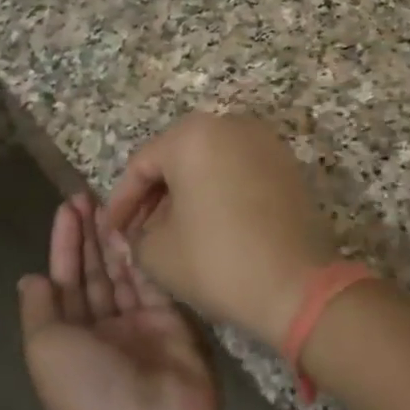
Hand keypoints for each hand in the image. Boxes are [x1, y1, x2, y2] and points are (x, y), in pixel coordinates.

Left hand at [19, 194, 220, 409]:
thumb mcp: (46, 349)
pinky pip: (154, 281)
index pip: (65, 280)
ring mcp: (139, 324)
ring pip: (124, 271)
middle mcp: (103, 329)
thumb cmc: (88, 391)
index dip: (65, 243)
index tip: (69, 206)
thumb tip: (30, 278)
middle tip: (91, 193)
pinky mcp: (173, 321)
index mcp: (70, 338)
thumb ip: (40, 309)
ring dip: (116, 237)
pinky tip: (140, 224)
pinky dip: (145, 253)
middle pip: (94, 272)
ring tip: (114, 200)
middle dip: (90, 234)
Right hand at [101, 113, 336, 345]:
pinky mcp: (286, 163)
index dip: (121, 201)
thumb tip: (139, 230)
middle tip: (139, 231)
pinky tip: (210, 224)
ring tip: (172, 230)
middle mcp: (229, 124)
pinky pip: (239, 170)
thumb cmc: (218, 260)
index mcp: (192, 135)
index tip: (112, 232)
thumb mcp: (157, 253)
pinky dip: (219, 191)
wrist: (297, 284)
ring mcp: (263, 140)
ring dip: (187, 192)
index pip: (142, 164)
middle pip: (177, 157)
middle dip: (154, 195)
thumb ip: (136, 233)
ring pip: (209, 162)